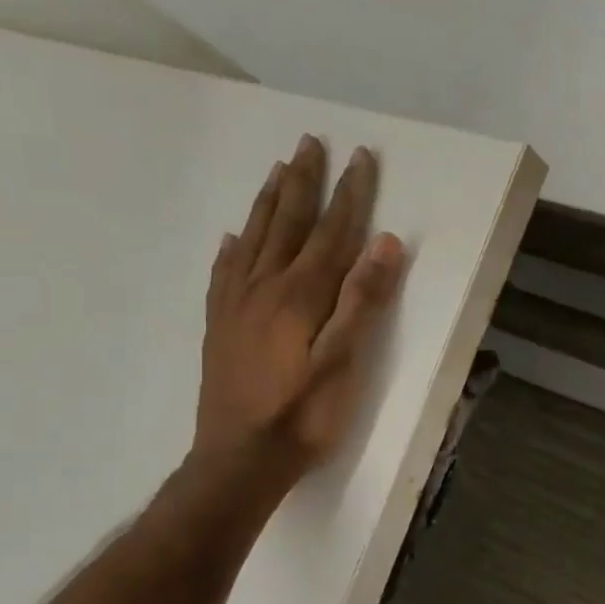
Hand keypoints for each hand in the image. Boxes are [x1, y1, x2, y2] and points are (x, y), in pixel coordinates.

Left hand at [195, 134, 404, 480]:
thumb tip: (385, 241)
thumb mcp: (345, 361)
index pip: (332, 232)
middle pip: (287, 223)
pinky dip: (231, 248)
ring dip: (268, 201)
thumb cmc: (304, 416)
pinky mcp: (219, 326)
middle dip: (303, 182)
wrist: (239, 460)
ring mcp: (235, 305)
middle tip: (309, 142)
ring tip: (276, 169)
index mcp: (300, 294)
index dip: (349, 194)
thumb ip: (363, 300)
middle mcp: (264, 287)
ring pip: (252, 239)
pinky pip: (223, 273)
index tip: (360, 157)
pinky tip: (231, 238)